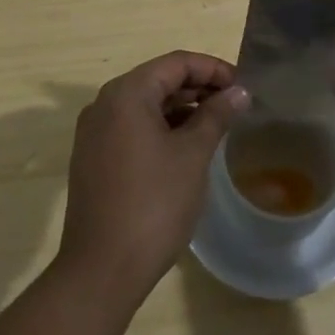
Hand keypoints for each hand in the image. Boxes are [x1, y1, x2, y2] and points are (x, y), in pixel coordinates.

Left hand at [56, 51, 249, 302]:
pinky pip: (132, 128)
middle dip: (198, 88)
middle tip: (234, 104)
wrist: (101, 271)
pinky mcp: (92, 159)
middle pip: (158, 80)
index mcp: (126, 93)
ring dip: (181, 109)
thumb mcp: (193, 155)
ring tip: (216, 125)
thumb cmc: (153, 204)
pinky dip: (161, 128)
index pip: (176, 63)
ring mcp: (94, 133)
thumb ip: (216, 116)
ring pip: (145, 105)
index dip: (212, 69)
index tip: (242, 85)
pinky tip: (185, 147)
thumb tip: (239, 92)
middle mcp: (104, 104)